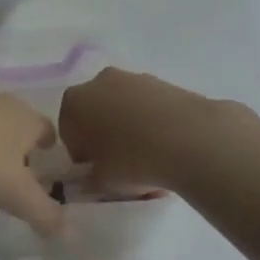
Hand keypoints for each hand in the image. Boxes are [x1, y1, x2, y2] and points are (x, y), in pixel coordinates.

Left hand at [0, 83, 63, 236]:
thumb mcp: (16, 193)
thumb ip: (44, 214)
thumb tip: (70, 233)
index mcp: (28, 119)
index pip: (48, 131)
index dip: (49, 151)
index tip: (45, 169)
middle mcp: (3, 104)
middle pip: (15, 132)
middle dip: (13, 159)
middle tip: (9, 187)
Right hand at [59, 68, 213, 192]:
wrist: (190, 139)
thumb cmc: (132, 160)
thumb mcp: (102, 182)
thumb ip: (91, 179)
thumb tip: (95, 177)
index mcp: (74, 102)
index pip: (68, 131)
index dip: (81, 154)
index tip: (96, 170)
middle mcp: (99, 82)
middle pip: (96, 113)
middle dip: (104, 136)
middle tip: (119, 163)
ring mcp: (134, 78)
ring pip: (125, 108)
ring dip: (130, 128)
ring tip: (150, 158)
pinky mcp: (165, 82)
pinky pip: (150, 108)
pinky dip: (154, 123)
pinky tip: (168, 148)